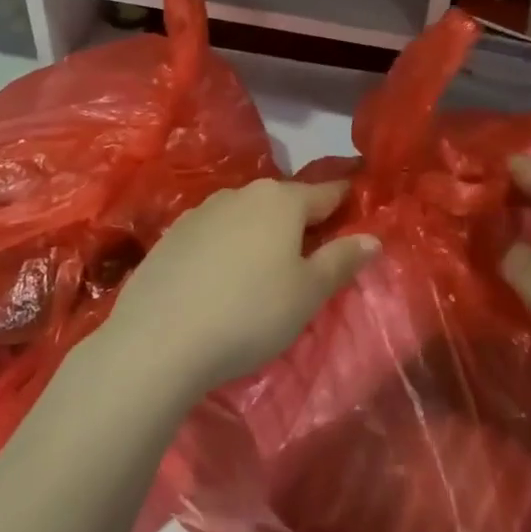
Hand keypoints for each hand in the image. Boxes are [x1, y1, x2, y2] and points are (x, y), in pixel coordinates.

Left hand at [108, 179, 378, 396]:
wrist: (158, 340)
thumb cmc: (250, 313)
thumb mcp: (308, 294)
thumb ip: (341, 260)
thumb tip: (372, 237)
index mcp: (282, 200)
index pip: (327, 192)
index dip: (346, 200)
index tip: (357, 208)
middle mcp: (242, 194)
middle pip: (284, 202)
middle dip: (301, 221)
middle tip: (313, 254)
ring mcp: (202, 211)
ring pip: (247, 215)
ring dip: (262, 234)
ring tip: (266, 269)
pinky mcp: (171, 235)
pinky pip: (215, 233)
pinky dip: (228, 247)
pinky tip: (222, 279)